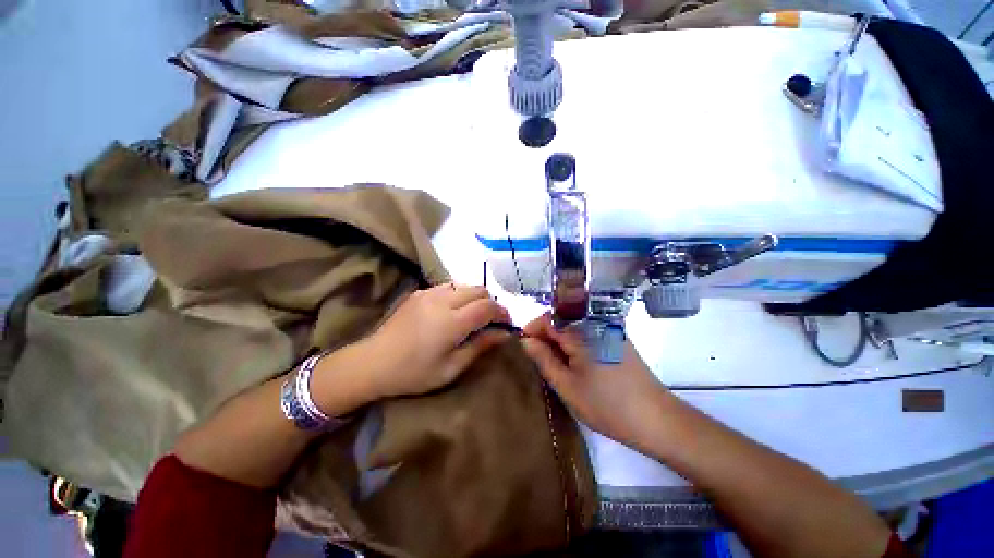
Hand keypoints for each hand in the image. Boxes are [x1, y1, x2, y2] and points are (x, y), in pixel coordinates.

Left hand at [362, 283, 511, 398]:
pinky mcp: (420, 292)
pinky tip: (451, 311)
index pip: (488, 306)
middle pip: (479, 290)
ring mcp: (429, 293)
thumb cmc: (414, 373)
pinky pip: (448, 286)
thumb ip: (480, 346)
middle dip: (490, 303)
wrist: (373, 363)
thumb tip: (504, 333)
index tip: (506, 324)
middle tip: (489, 321)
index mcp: (452, 322)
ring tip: (471, 315)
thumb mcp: (451, 368)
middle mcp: (443, 300)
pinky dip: (458, 294)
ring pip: (465, 285)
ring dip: (474, 297)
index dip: (502, 313)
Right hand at [521, 313, 668, 448]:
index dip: (531, 330)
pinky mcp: (617, 338)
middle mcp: (595, 322)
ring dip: (560, 341)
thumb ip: (543, 359)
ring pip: (573, 327)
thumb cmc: (607, 406)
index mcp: (581, 330)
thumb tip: (525, 341)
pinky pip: (588, 333)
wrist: (657, 420)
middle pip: (561, 320)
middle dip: (545, 337)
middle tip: (538, 361)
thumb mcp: (567, 386)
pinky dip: (575, 344)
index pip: (547, 318)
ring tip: (556, 365)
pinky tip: (576, 364)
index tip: (523, 347)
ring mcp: (609, 328)